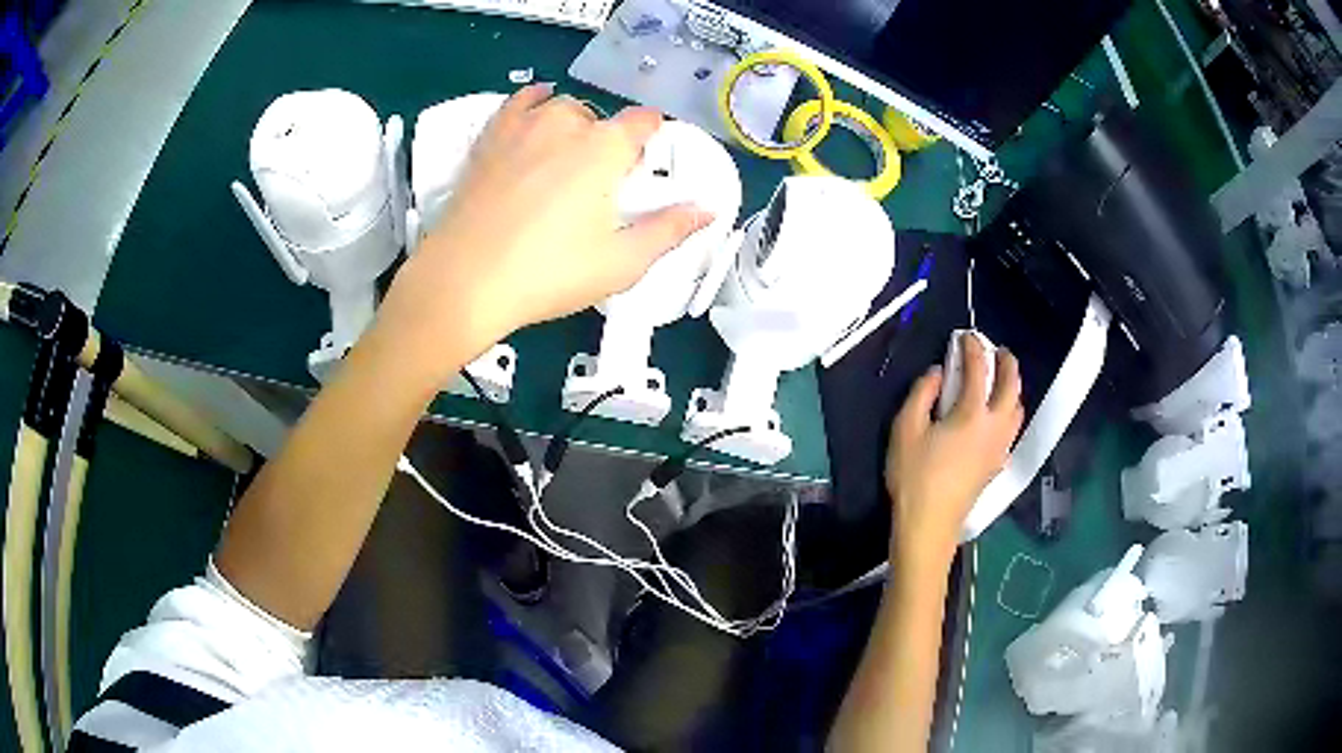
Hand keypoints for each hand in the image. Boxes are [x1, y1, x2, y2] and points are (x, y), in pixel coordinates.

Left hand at [375, 85, 712, 375]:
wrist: (464, 281)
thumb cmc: (548, 273)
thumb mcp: (621, 263)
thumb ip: (668, 231)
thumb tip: (706, 211)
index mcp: (603, 149)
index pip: (642, 122)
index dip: (652, 137)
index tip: (649, 163)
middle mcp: (565, 125)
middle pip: (601, 117)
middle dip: (610, 141)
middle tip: (604, 183)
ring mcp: (521, 128)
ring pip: (560, 107)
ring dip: (574, 123)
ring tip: (570, 155)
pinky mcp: (489, 141)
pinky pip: (516, 104)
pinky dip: (532, 101)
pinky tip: (537, 104)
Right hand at [884, 335, 1023, 564]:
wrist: (929, 526)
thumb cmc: (914, 477)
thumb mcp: (906, 429)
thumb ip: (922, 394)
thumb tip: (939, 373)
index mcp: (972, 414)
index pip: (979, 370)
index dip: (974, 348)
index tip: (967, 336)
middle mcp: (994, 427)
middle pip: (1012, 387)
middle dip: (1007, 364)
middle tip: (998, 351)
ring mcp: (999, 448)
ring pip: (1017, 409)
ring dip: (1013, 388)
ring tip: (1001, 380)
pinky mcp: (996, 465)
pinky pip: (1012, 429)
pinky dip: (1010, 411)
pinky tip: (997, 416)